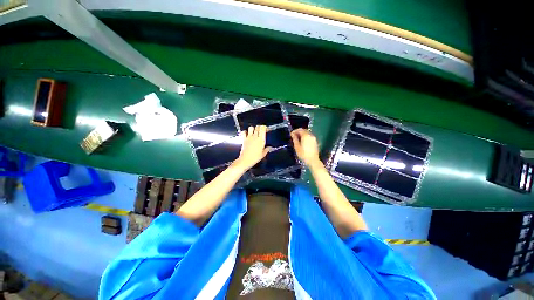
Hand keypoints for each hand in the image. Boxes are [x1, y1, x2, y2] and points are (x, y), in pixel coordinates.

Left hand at [233, 125, 269, 170]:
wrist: (245, 160)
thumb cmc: (255, 158)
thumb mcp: (263, 154)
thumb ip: (267, 150)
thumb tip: (269, 147)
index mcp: (261, 140)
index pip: (263, 128)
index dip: (265, 127)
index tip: (266, 129)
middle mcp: (255, 137)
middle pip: (257, 127)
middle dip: (260, 127)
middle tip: (261, 131)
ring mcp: (249, 137)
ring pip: (251, 128)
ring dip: (253, 129)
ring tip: (254, 132)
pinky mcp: (244, 139)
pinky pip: (243, 132)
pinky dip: (245, 132)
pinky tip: (247, 134)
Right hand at [291, 129, 319, 165]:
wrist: (313, 160)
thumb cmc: (303, 154)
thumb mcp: (297, 147)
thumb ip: (295, 139)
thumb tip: (292, 134)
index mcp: (306, 136)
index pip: (300, 130)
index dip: (295, 131)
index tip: (291, 134)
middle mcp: (310, 135)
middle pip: (304, 130)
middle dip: (298, 132)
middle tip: (293, 136)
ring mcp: (314, 138)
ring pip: (307, 133)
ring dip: (302, 134)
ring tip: (297, 139)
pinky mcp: (315, 142)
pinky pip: (309, 136)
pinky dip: (305, 136)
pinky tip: (302, 141)